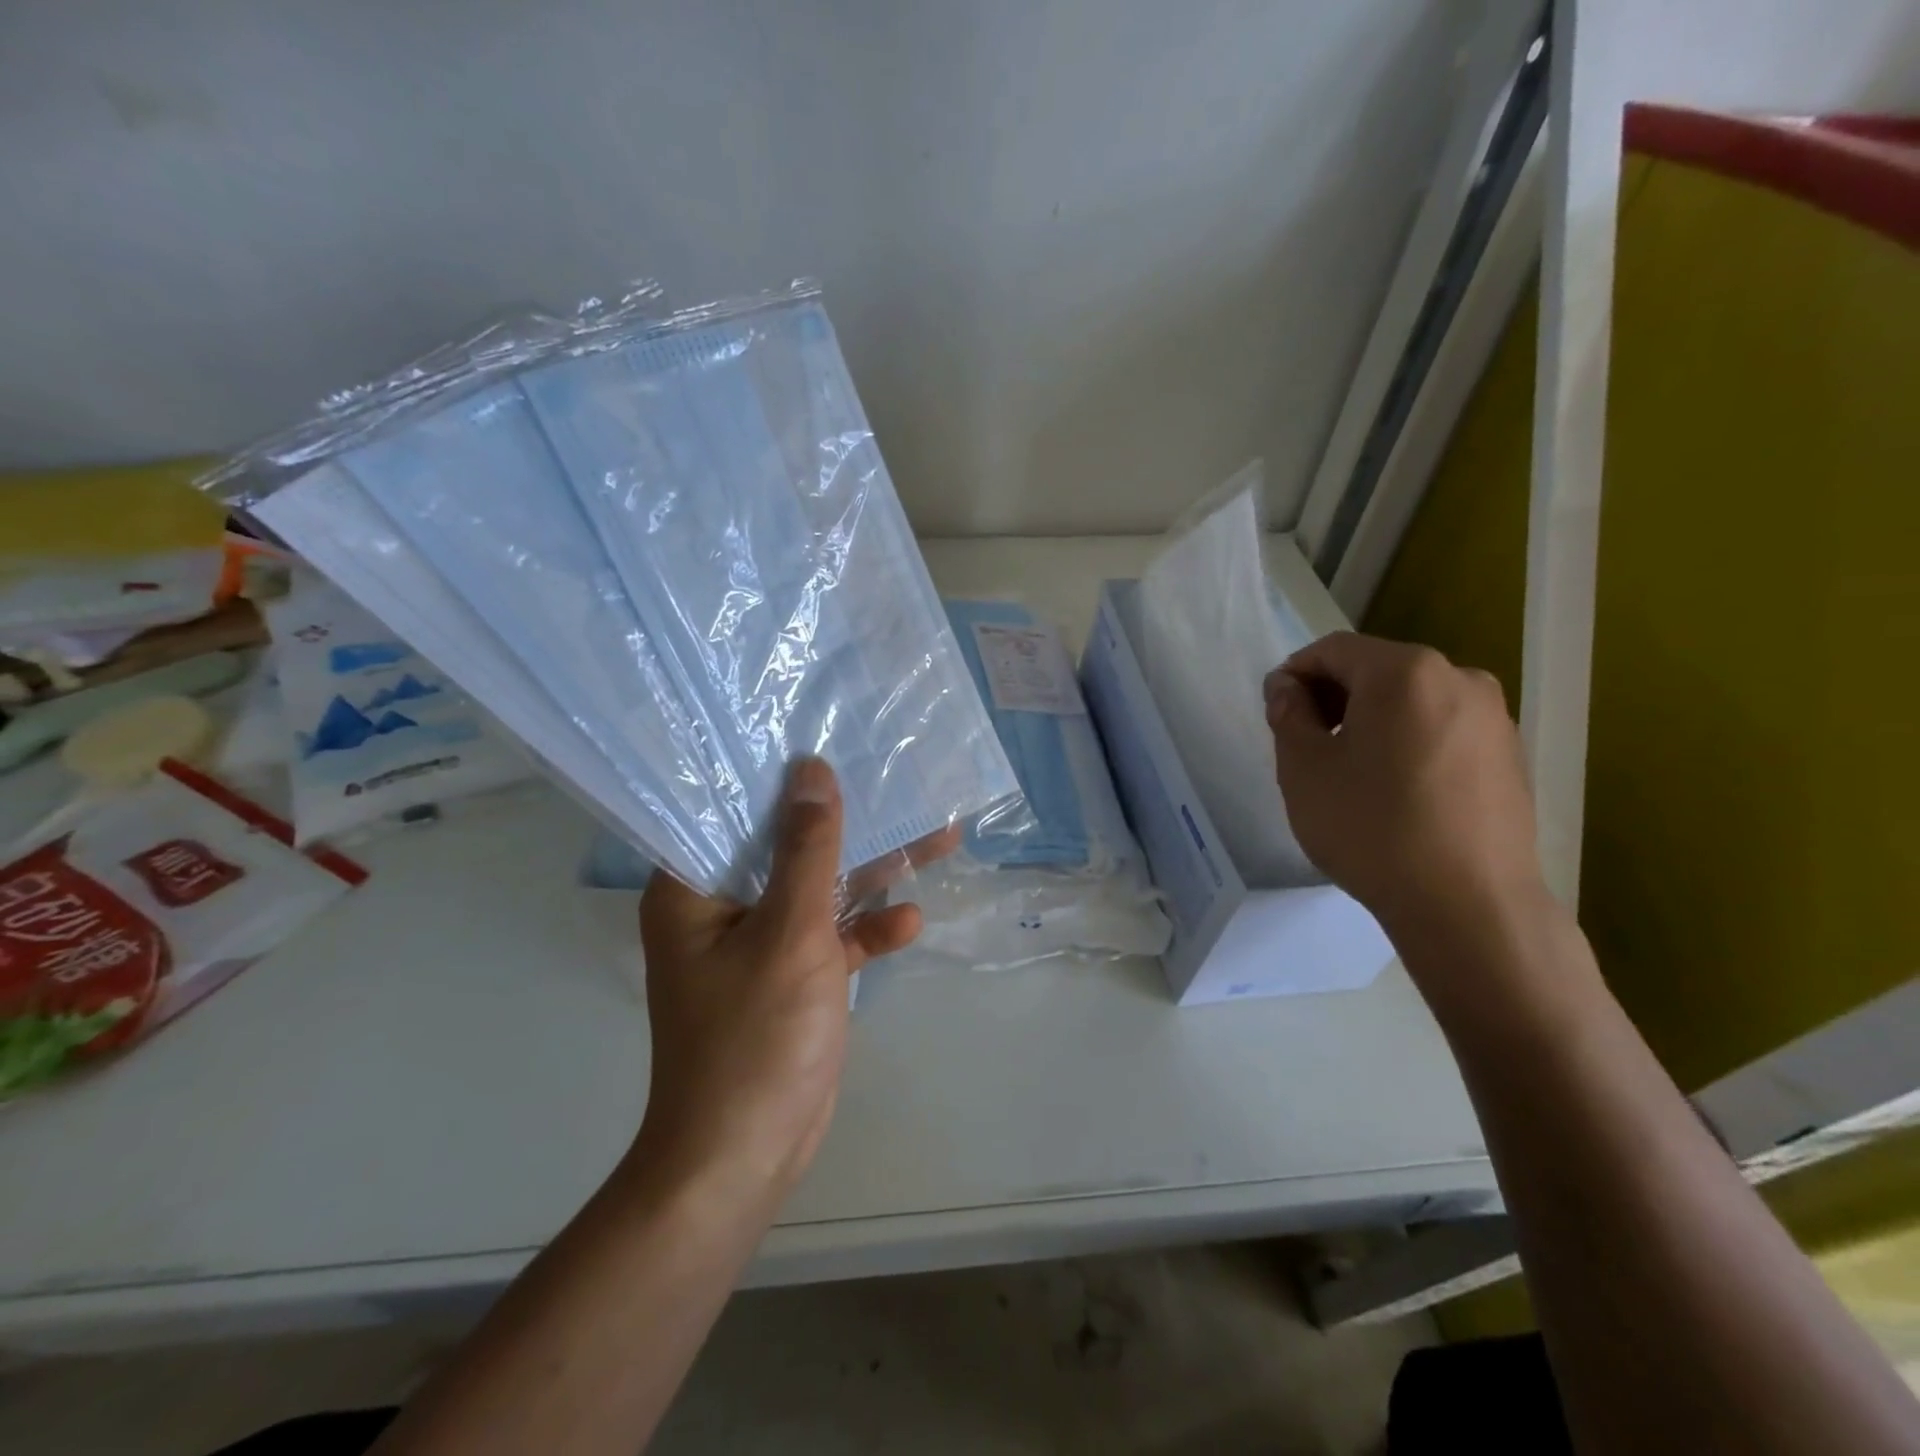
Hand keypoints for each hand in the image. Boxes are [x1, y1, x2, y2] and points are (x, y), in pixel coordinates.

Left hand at [630, 758, 951, 1199]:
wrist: (746, 1159)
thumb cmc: (754, 1038)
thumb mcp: (790, 933)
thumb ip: (807, 851)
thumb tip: (812, 772)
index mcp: (693, 889)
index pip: (728, 809)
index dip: (775, 772)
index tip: (821, 733)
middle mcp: (722, 907)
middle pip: (786, 844)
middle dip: (844, 819)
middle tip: (891, 774)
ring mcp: (760, 943)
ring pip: (820, 888)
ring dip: (870, 871)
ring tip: (934, 833)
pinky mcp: (793, 976)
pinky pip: (832, 935)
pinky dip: (867, 927)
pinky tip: (909, 921)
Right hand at [1264, 632, 1543, 938]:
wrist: (1468, 905)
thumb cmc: (1371, 828)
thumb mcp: (1304, 769)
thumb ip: (1288, 714)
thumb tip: (1288, 689)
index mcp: (1405, 672)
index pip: (1333, 650)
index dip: (1294, 673)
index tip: (1275, 712)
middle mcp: (1459, 677)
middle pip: (1376, 670)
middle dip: (1332, 696)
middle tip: (1305, 743)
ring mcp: (1493, 717)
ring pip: (1411, 700)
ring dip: (1370, 720)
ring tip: (1350, 770)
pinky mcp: (1509, 755)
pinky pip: (1442, 729)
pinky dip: (1407, 741)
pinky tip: (1394, 790)